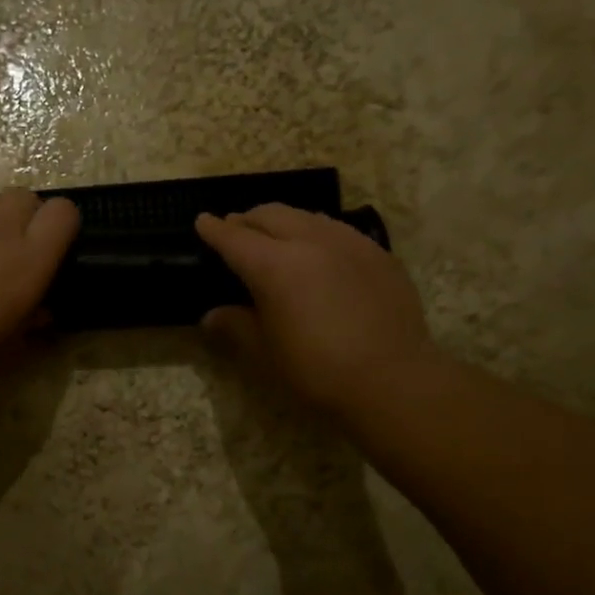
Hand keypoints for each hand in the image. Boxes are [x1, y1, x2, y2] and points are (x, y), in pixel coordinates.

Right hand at [195, 204, 437, 414]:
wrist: (391, 379)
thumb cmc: (316, 370)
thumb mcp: (265, 352)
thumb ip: (236, 326)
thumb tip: (212, 316)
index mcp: (274, 265)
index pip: (234, 238)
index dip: (214, 229)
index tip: (202, 221)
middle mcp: (310, 241)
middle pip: (271, 215)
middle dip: (248, 219)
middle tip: (236, 229)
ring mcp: (349, 242)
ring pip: (307, 216)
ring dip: (284, 221)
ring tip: (276, 235)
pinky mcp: (378, 253)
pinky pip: (339, 231)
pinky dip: (317, 233)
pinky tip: (320, 253)